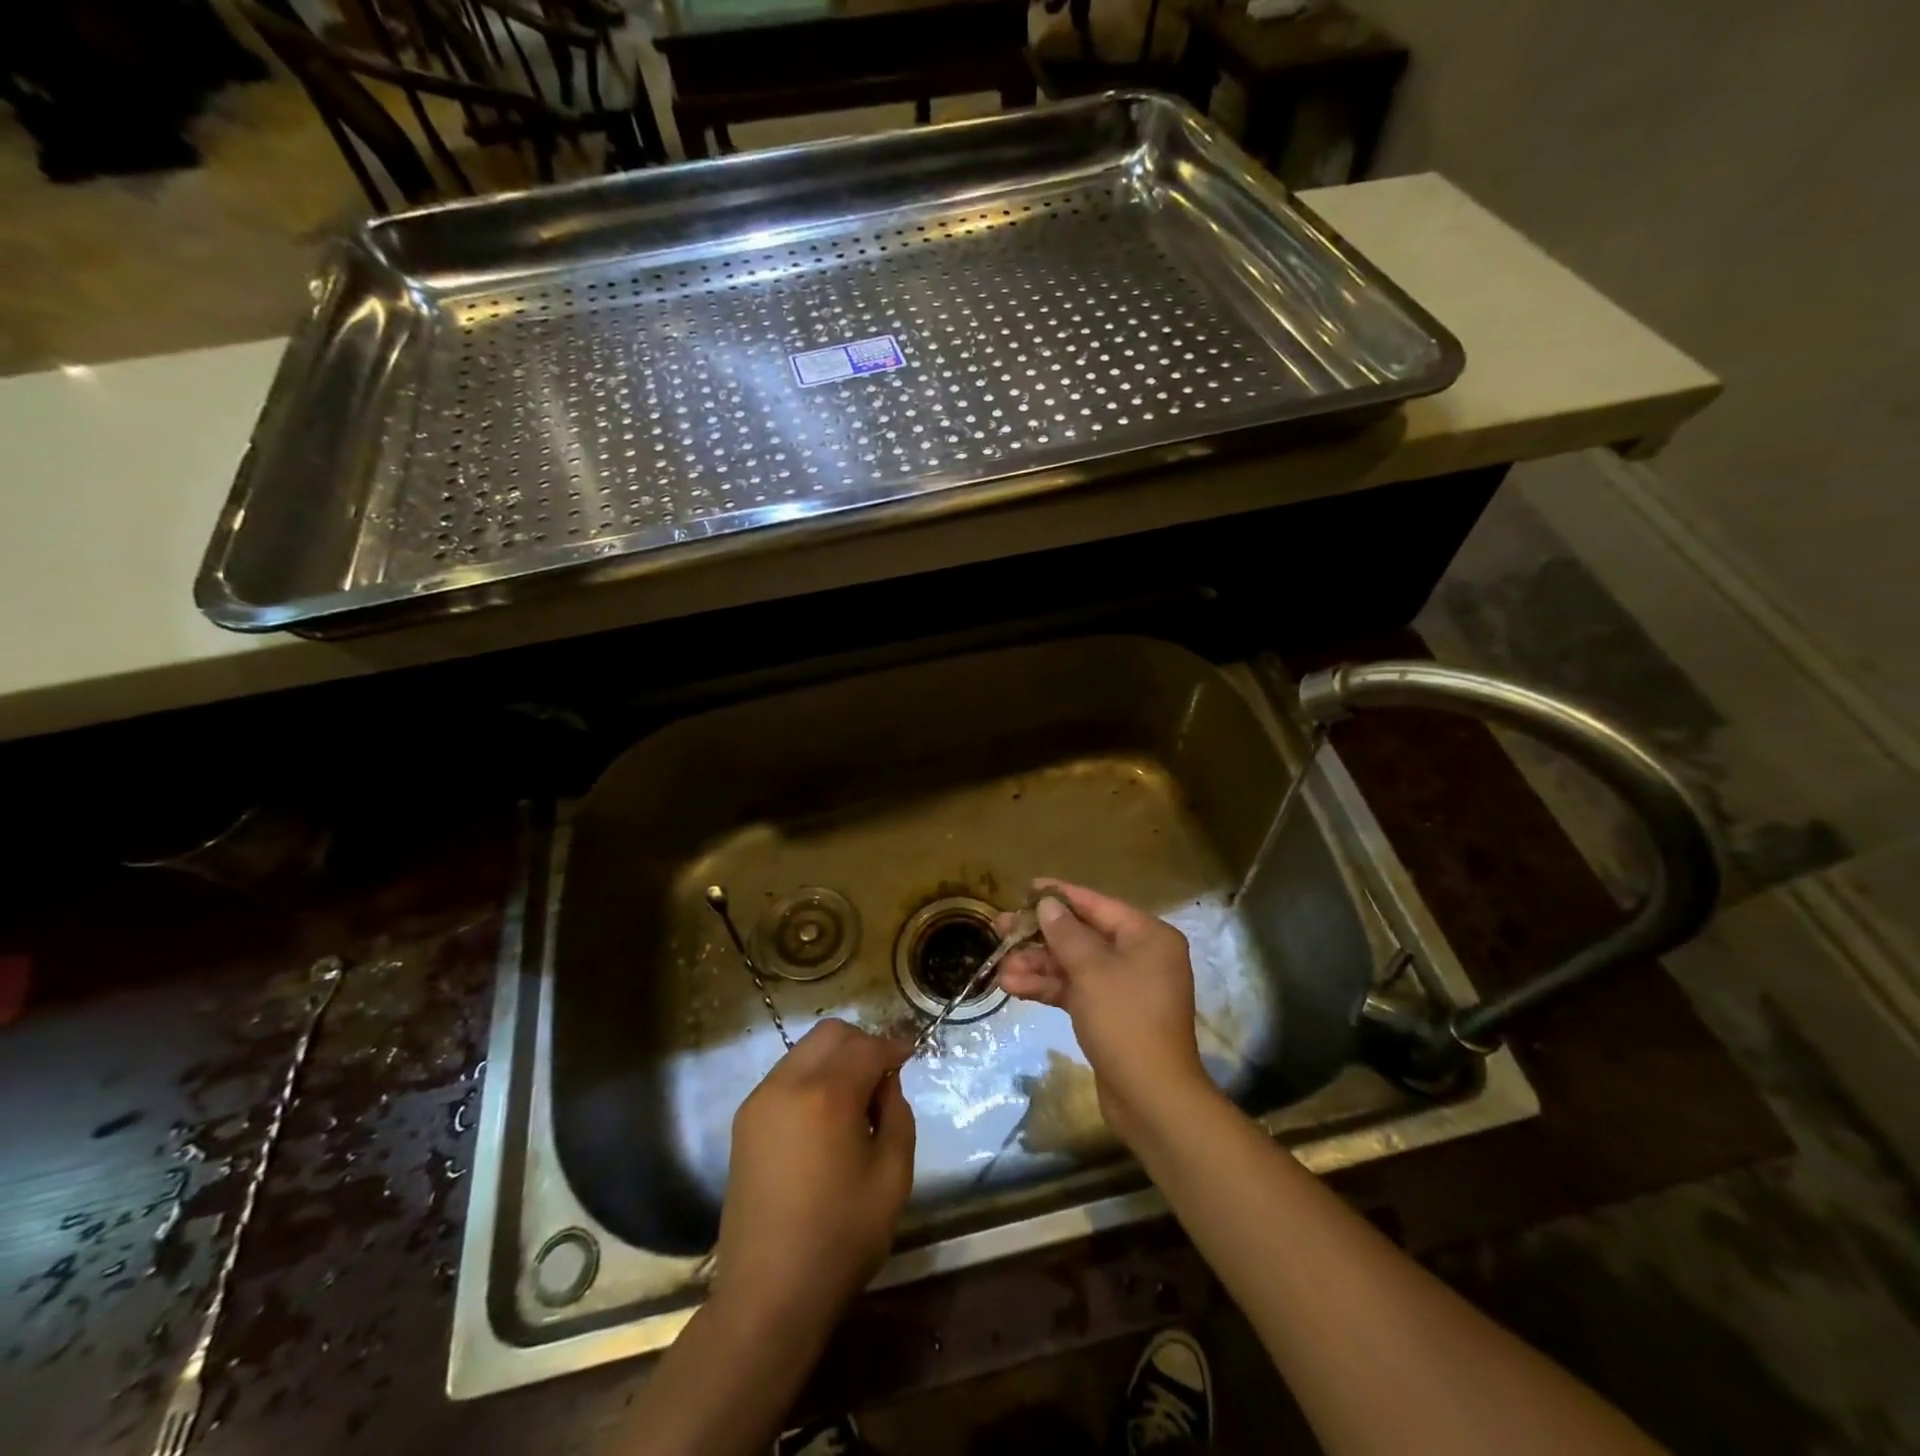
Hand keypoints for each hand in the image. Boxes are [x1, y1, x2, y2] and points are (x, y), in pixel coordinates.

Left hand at [712, 1019, 915, 1329]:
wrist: (768, 1295)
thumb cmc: (840, 1238)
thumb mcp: (892, 1175)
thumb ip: (896, 1114)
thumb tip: (885, 1083)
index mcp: (827, 1095)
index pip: (867, 1047)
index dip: (894, 1047)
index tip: (911, 1055)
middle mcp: (787, 1084)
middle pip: (831, 1034)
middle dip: (862, 1043)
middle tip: (883, 1075)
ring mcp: (760, 1100)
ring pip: (805, 1051)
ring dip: (835, 1059)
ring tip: (855, 1099)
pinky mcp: (745, 1121)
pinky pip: (786, 1076)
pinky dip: (811, 1078)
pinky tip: (825, 1116)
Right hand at [996, 881, 1214, 1147]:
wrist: (1151, 1097)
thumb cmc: (1125, 1020)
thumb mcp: (1091, 970)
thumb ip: (1066, 933)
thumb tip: (1048, 904)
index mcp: (1147, 936)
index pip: (1097, 905)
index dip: (1060, 895)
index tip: (1026, 888)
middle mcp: (1139, 956)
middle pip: (1082, 935)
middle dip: (1040, 936)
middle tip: (999, 929)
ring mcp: (1124, 987)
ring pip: (1074, 965)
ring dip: (1037, 966)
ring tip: (999, 968)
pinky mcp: (1110, 1014)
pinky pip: (1076, 990)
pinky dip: (1047, 987)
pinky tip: (1012, 987)